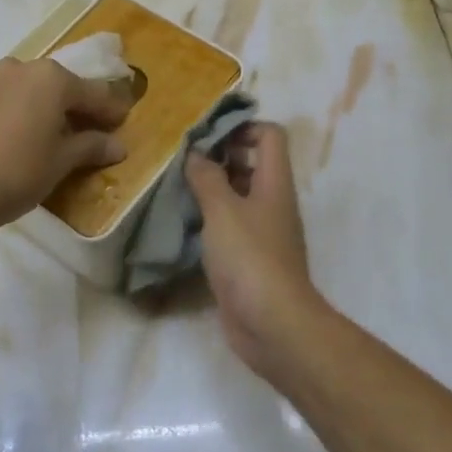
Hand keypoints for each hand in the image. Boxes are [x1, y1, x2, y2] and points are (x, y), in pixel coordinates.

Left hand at [0, 58, 130, 235]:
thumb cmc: (18, 173)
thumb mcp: (62, 162)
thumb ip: (91, 147)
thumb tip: (118, 146)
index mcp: (50, 79)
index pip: (91, 93)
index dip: (109, 109)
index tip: (121, 122)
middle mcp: (16, 69)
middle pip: (53, 86)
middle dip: (69, 106)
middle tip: (80, 129)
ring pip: (18, 90)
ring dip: (32, 107)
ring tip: (37, 134)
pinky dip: (2, 115)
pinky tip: (1, 140)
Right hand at [185, 122, 327, 373]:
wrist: (272, 324)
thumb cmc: (250, 258)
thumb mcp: (222, 210)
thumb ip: (207, 177)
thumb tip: (196, 153)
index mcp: (274, 183)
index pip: (270, 135)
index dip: (242, 127)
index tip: (207, 134)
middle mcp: (273, 202)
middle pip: (253, 163)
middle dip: (220, 156)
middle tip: (183, 160)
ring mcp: (263, 232)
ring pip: (239, 196)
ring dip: (212, 188)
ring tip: (177, 187)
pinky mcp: (250, 259)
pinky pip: (230, 226)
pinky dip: (210, 219)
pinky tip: (184, 223)